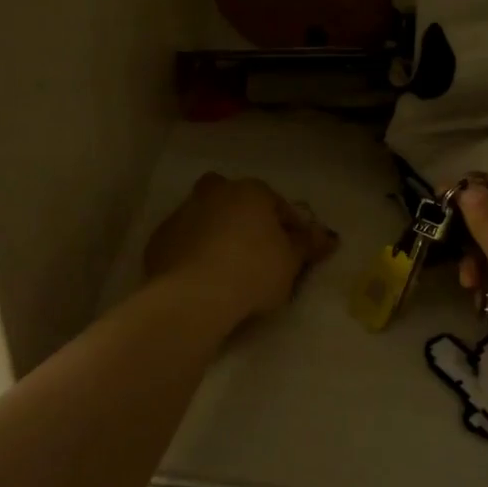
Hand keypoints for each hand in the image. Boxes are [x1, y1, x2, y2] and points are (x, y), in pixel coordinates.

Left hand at [144, 173, 337, 326]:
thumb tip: (328, 237)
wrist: (194, 296)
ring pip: (205, 218)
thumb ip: (308, 245)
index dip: (289, 226)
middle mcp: (213, 193)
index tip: (296, 251)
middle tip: (255, 249)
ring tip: (228, 269)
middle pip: (233, 200)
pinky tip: (202, 278)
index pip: (276, 203)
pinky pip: (184, 242)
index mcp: (249, 191)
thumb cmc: (253, 271)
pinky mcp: (159, 240)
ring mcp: (182, 214)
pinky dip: (193, 253)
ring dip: (216, 234)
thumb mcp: (291, 261)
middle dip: (244, 218)